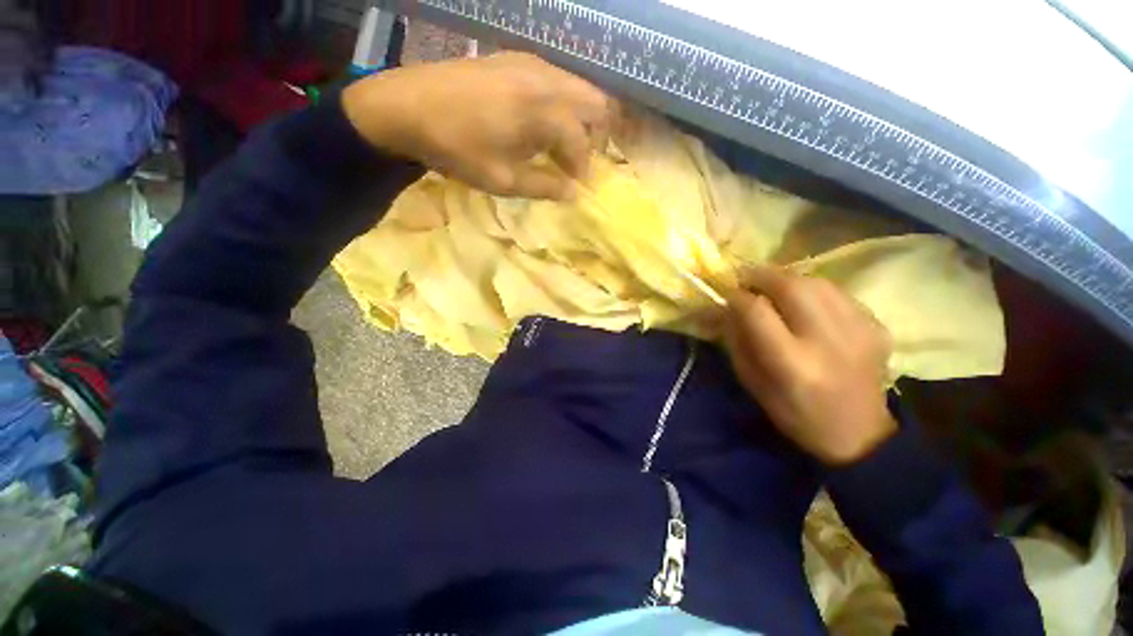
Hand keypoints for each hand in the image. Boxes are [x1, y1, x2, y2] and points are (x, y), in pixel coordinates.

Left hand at [342, 52, 611, 199]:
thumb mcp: (503, 179)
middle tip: (576, 161)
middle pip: (593, 102)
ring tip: (558, 145)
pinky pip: (553, 78)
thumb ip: (544, 186)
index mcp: (543, 111)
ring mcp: (529, 62)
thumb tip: (573, 195)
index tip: (575, 185)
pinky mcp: (512, 57)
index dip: (582, 167)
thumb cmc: (458, 148)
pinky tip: (538, 122)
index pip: (581, 141)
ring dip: (576, 118)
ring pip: (575, 87)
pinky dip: (558, 102)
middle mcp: (545, 79)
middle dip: (592, 135)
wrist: (406, 106)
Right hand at [723, 267, 896, 465]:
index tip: (725, 294)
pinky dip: (813, 290)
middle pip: (790, 285)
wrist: (860, 435)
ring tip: (772, 287)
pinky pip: (837, 292)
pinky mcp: (877, 326)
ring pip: (816, 282)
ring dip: (786, 279)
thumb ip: (737, 341)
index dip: (736, 296)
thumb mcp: (752, 382)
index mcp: (792, 364)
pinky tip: (805, 303)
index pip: (756, 311)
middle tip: (746, 279)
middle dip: (760, 275)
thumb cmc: (795, 414)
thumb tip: (727, 307)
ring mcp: (859, 330)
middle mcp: (828, 341)